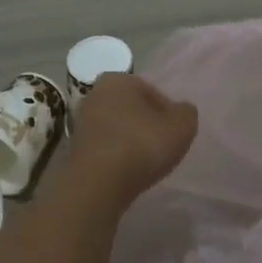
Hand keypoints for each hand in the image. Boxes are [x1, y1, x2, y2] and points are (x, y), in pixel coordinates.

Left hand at [68, 73, 198, 200]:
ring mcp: (81, 122)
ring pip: (117, 128)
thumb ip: (186, 113)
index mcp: (118, 79)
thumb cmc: (142, 144)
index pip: (152, 92)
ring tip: (146, 162)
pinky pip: (105, 147)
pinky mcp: (74, 148)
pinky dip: (117, 156)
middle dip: (147, 125)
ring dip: (131, 141)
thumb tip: (180, 111)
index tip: (175, 133)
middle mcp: (94, 94)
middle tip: (162, 146)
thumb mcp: (182, 125)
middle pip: (132, 109)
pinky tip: (128, 171)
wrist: (98, 183)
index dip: (168, 113)